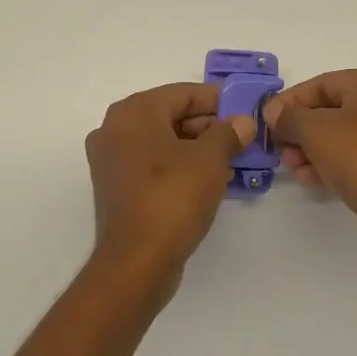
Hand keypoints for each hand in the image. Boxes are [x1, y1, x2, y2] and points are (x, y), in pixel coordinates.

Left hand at [84, 83, 256, 288]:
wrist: (137, 261)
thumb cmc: (173, 198)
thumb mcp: (210, 160)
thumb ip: (228, 133)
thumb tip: (243, 122)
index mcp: (133, 112)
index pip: (183, 94)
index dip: (218, 101)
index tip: (246, 111)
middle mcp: (114, 129)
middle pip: (170, 116)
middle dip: (208, 126)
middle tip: (242, 139)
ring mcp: (111, 160)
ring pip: (162, 142)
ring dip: (196, 148)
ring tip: (231, 161)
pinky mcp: (116, 187)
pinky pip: (152, 165)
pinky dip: (178, 166)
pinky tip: (207, 180)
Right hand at [263, 68, 356, 257]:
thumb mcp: (315, 130)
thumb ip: (289, 116)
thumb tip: (274, 112)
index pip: (322, 83)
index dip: (290, 101)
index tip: (266, 120)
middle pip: (331, 111)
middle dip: (300, 130)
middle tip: (279, 148)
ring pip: (341, 137)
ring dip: (311, 150)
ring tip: (292, 168)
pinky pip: (354, 158)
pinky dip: (330, 165)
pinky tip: (310, 180)